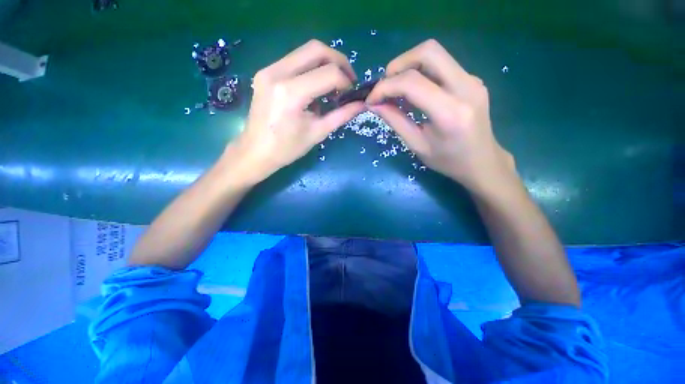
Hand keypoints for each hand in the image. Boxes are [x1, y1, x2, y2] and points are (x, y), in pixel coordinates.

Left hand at [223, 40, 364, 185]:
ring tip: (334, 86)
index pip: (328, 73)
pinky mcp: (266, 73)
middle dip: (338, 62)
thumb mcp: (317, 133)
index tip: (352, 95)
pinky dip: (311, 69)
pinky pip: (295, 61)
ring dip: (325, 64)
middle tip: (348, 81)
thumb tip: (361, 104)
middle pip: (316, 49)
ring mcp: (268, 70)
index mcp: (291, 92)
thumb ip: (341, 115)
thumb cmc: (287, 148)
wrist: (255, 152)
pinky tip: (315, 88)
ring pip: (305, 52)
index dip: (346, 82)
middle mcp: (277, 73)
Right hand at [366, 39, 515, 193]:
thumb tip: (374, 104)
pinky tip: (414, 93)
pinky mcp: (472, 79)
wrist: (482, 161)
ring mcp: (472, 79)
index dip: (385, 87)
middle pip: (428, 52)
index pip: (412, 83)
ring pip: (435, 54)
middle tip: (386, 86)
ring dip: (409, 66)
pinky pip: (441, 65)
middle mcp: (465, 87)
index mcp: (450, 112)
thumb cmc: (448, 160)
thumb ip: (395, 121)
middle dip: (398, 65)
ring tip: (397, 90)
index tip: (371, 99)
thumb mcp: (417, 145)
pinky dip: (421, 73)